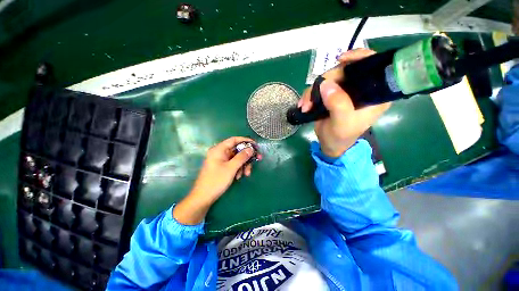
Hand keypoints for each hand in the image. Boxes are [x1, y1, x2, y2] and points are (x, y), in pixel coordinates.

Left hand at [173, 137, 261, 224]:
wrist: (204, 197)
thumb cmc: (216, 181)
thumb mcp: (231, 168)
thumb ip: (242, 157)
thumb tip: (251, 149)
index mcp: (219, 149)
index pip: (234, 140)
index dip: (245, 141)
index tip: (255, 145)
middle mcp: (220, 152)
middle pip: (237, 150)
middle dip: (246, 157)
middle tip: (257, 160)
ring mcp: (221, 160)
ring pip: (237, 158)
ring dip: (243, 165)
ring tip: (246, 174)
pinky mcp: (222, 166)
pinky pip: (233, 164)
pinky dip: (238, 169)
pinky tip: (239, 177)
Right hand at [299, 49, 391, 157]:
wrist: (330, 145)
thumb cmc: (341, 137)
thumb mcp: (342, 123)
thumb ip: (338, 104)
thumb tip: (325, 84)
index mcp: (373, 95)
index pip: (373, 67)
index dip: (359, 57)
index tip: (341, 60)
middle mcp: (360, 89)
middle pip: (344, 71)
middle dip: (324, 82)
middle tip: (311, 98)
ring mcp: (344, 91)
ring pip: (328, 79)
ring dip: (313, 91)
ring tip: (305, 106)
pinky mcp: (332, 95)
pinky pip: (319, 88)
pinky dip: (309, 95)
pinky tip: (303, 105)